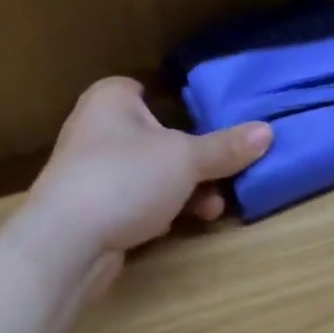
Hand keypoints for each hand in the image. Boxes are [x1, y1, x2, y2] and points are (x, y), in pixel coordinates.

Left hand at [17, 77, 271, 280]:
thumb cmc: (125, 179)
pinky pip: (136, 200)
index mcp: (111, 99)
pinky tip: (178, 224)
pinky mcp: (92, 208)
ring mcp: (91, 171)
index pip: (149, 89)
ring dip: (183, 190)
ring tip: (212, 208)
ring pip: (150, 172)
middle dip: (194, 161)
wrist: (65, 243)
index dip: (180, 104)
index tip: (211, 124)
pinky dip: (159, 209)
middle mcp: (96, 128)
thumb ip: (226, 147)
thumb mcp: (186, 159)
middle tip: (223, 176)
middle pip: (158, 137)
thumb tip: (268, 131)